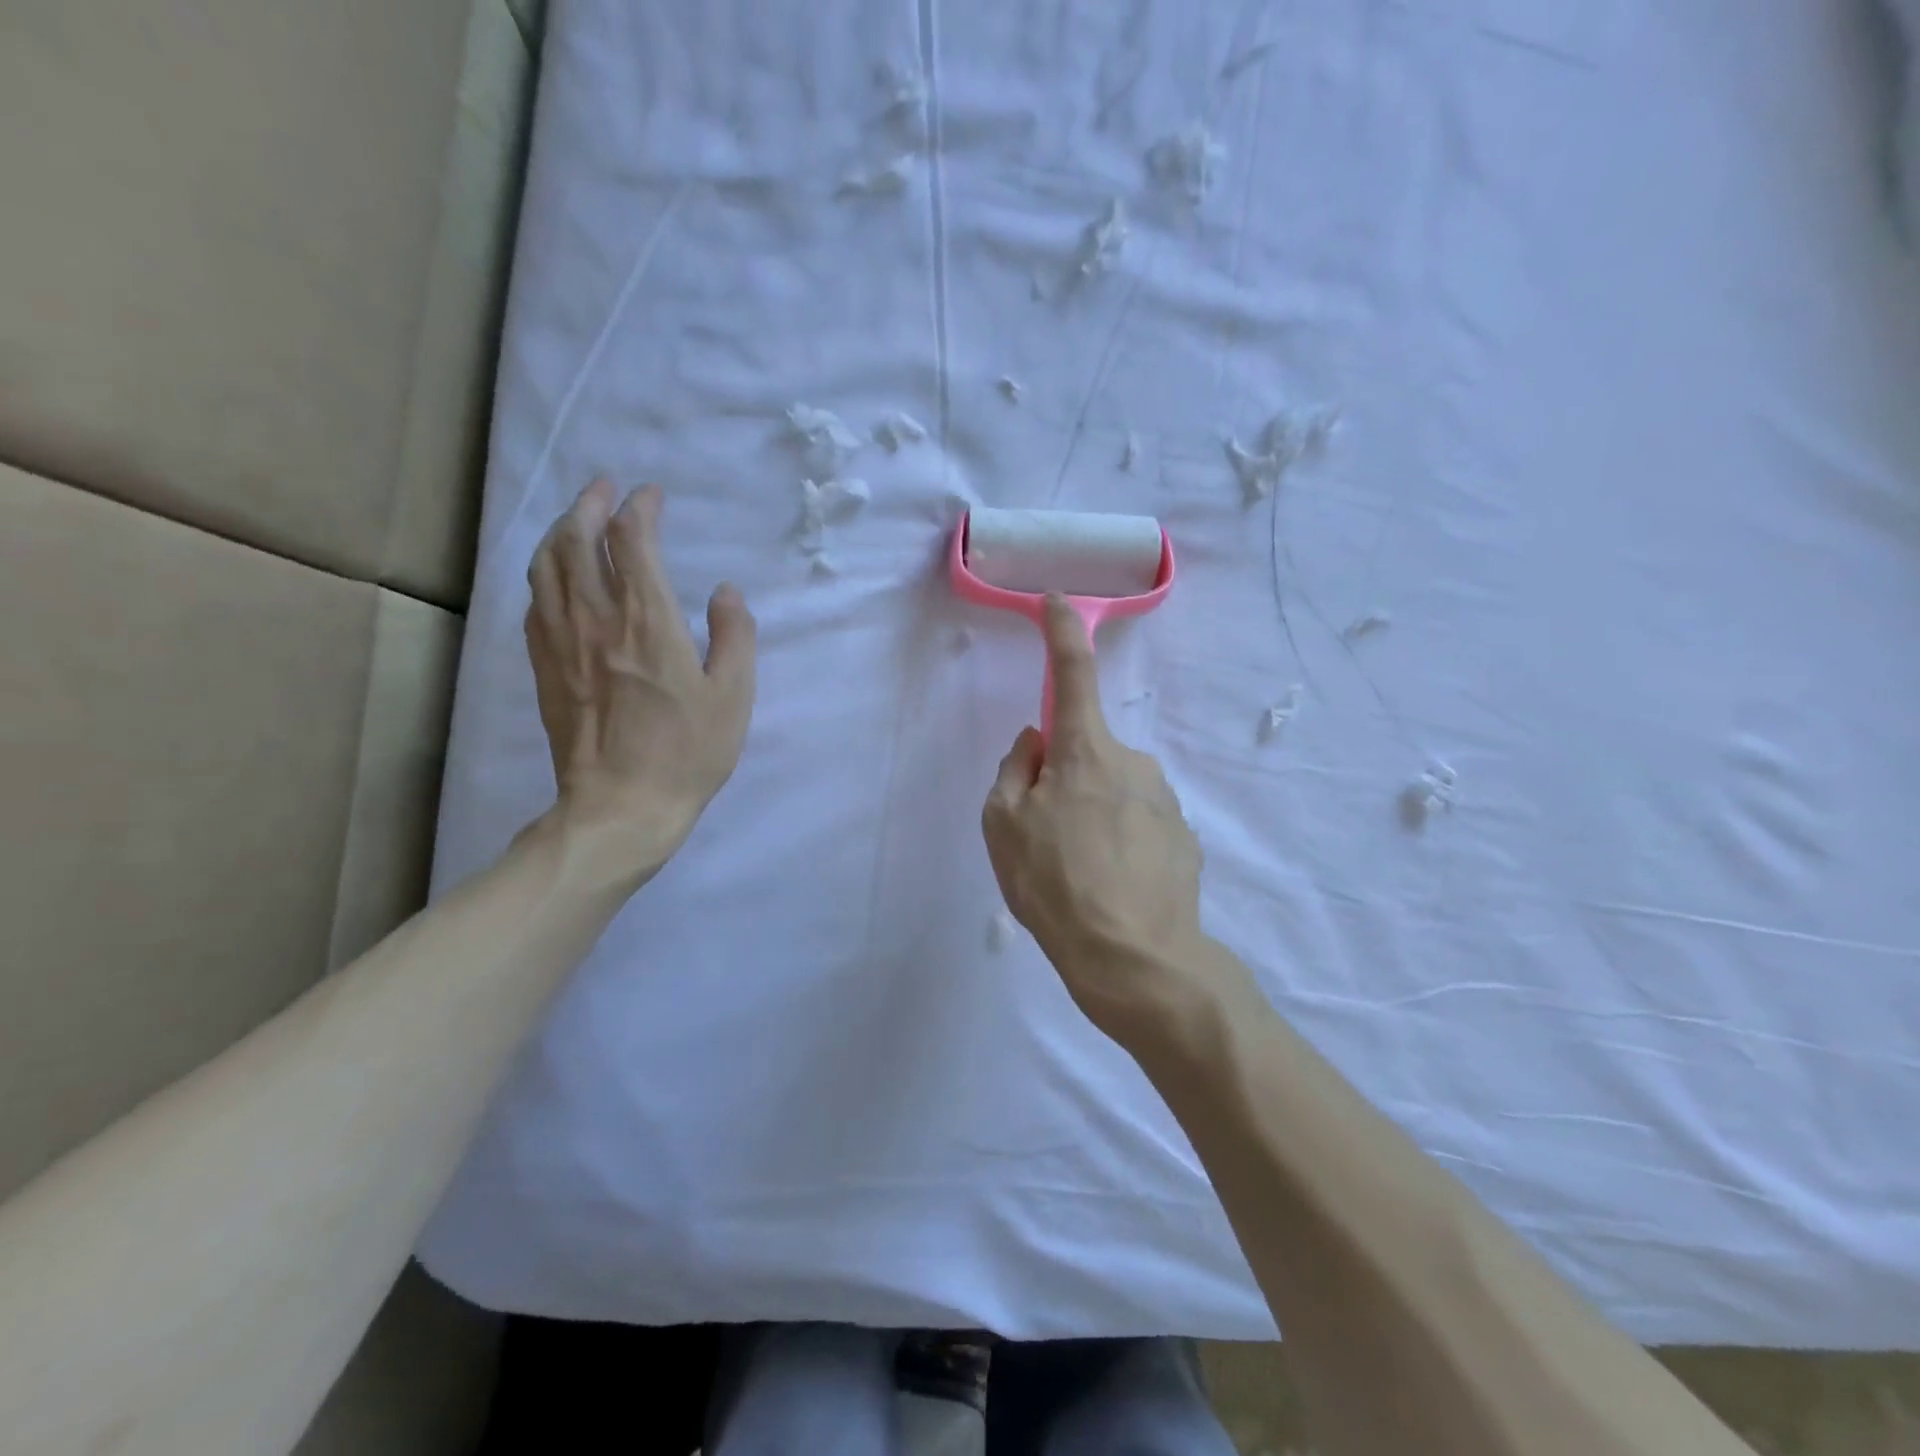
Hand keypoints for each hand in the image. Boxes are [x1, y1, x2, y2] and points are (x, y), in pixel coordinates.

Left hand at [526, 479, 755, 879]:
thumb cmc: (687, 753)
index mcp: (648, 623)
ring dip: (560, 531)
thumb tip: (725, 592)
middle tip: (604, 488)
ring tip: (576, 519)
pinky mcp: (544, 667)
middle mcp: (596, 619)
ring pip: (546, 565)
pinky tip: (555, 576)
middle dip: (589, 504)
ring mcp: (561, 642)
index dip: (639, 509)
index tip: (651, 496)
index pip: (632, 542)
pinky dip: (544, 573)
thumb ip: (735, 636)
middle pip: (577, 540)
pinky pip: (534, 602)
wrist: (621, 807)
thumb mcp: (733, 697)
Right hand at [981, 595, 1208, 1047]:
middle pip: (1086, 752)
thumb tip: (1036, 742)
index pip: (1072, 674)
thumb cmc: (1056, 886)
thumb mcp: (1003, 828)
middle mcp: (1133, 762)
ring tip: (1081, 874)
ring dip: (1092, 815)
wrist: (1138, 961)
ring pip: (1113, 791)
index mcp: (1085, 752)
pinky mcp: (1186, 837)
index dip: (1062, 632)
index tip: (1058, 601)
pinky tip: (1113, 885)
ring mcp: (1165, 800)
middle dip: (1063, 780)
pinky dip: (1120, 842)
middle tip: (1047, 840)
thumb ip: (1014, 771)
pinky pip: (1138, 823)